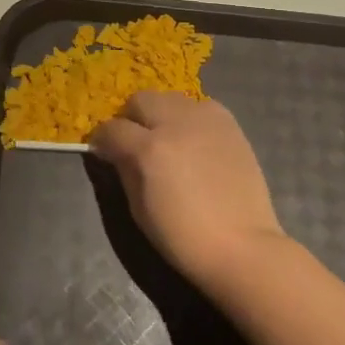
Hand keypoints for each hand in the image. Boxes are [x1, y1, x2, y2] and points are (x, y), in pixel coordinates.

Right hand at [90, 91, 287, 280]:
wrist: (241, 246)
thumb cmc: (182, 237)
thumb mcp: (138, 208)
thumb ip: (124, 169)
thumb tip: (114, 152)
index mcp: (148, 149)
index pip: (112, 128)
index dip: (103, 140)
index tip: (104, 151)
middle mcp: (175, 124)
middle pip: (140, 100)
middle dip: (131, 118)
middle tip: (135, 141)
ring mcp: (205, 120)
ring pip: (171, 98)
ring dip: (162, 114)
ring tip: (168, 139)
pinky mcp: (229, 123)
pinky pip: (200, 106)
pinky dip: (190, 118)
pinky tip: (194, 141)